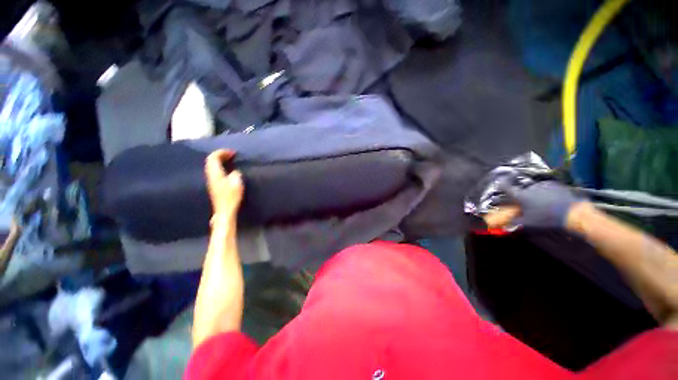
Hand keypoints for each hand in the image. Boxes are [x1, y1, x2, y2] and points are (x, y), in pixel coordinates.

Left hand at [205, 150, 243, 217]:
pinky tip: (228, 171)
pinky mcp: (215, 186)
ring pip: (212, 167)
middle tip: (231, 155)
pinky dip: (221, 167)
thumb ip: (235, 175)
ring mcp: (212, 181)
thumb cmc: (231, 197)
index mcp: (215, 174)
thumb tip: (235, 172)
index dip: (222, 152)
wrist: (224, 211)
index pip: (213, 158)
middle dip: (220, 155)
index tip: (232, 152)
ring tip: (230, 161)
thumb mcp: (236, 184)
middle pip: (210, 161)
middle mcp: (211, 176)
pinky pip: (215, 172)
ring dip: (220, 161)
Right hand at [500, 181, 583, 227]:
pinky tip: (552, 201)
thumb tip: (504, 223)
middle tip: (527, 204)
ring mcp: (544, 185)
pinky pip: (546, 188)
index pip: (506, 186)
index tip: (500, 180)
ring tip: (541, 204)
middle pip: (522, 190)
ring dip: (535, 194)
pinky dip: (546, 193)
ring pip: (534, 189)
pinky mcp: (556, 185)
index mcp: (521, 196)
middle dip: (522, 196)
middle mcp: (530, 187)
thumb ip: (514, 221)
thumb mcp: (528, 223)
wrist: (574, 213)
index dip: (501, 183)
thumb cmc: (547, 219)